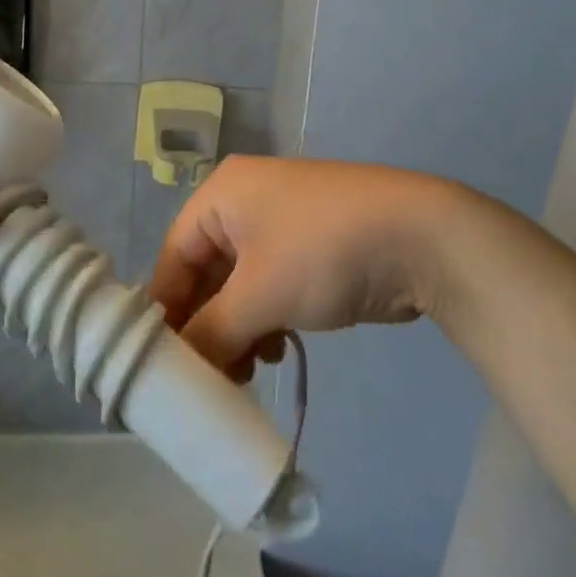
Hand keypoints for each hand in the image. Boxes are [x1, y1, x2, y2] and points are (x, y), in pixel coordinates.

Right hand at [147, 155, 463, 378]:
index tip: (157, 369)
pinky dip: (265, 320)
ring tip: (244, 374)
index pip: (173, 255)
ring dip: (236, 330)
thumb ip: (211, 335)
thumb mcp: (259, 294)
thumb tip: (180, 372)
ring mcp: (281, 223)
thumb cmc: (322, 251)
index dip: (165, 312)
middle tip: (203, 382)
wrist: (418, 236)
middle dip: (205, 326)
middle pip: (205, 271)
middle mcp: (245, 201)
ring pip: (238, 284)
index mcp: (222, 194)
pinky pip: (269, 286)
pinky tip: (276, 351)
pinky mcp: (310, 248)